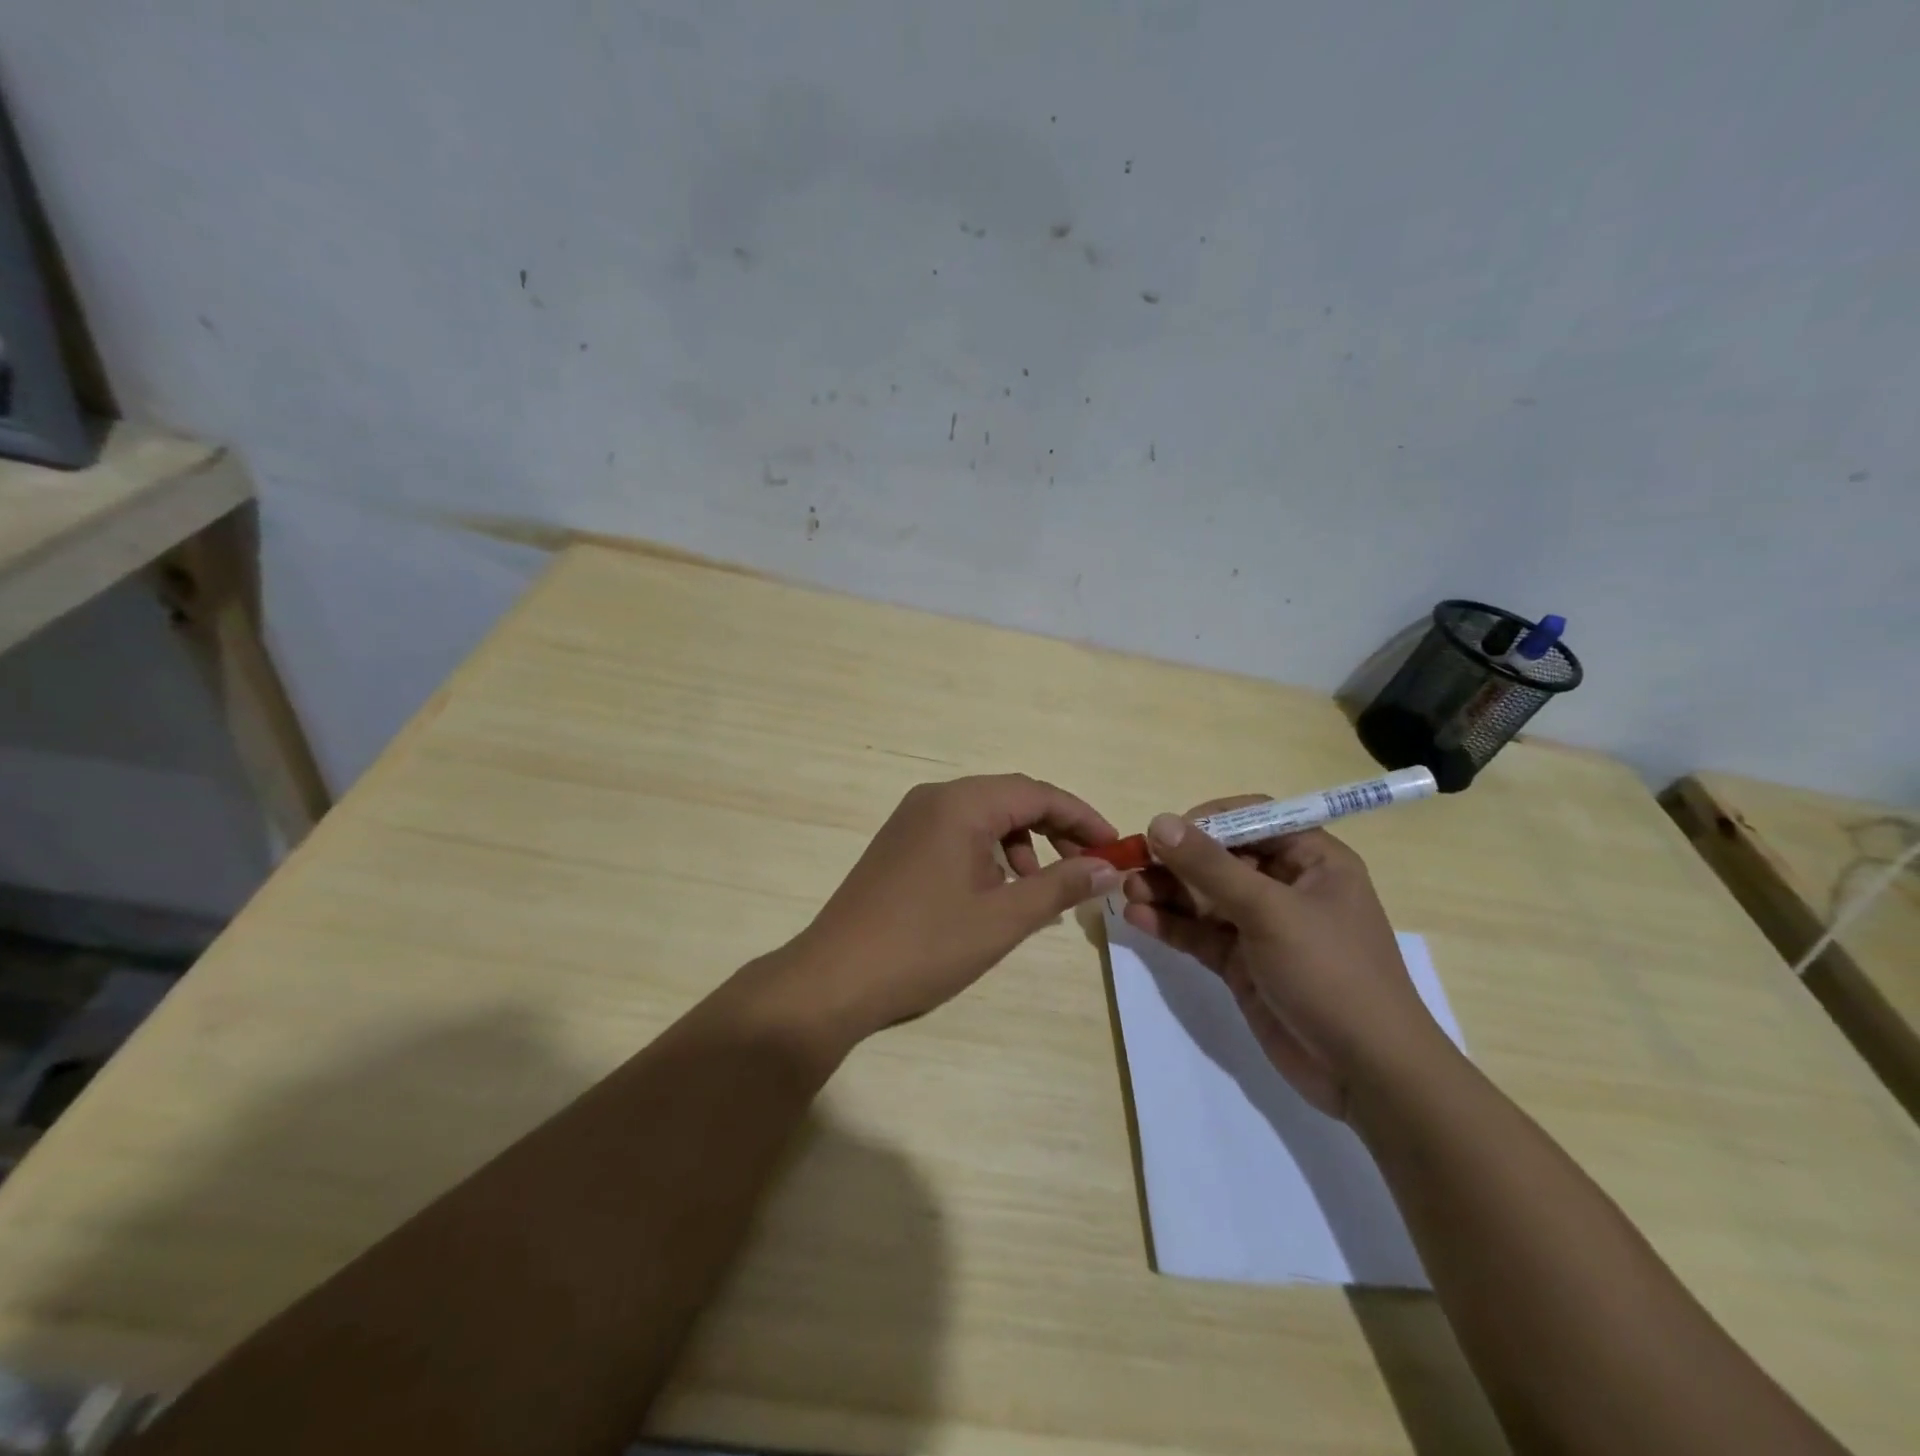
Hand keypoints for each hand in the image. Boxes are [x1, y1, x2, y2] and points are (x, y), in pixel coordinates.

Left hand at [774, 775, 1122, 1048]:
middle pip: (1011, 799)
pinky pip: (957, 833)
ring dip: (1021, 843)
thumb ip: (1060, 886)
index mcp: (961, 804)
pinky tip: (995, 892)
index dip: (1082, 817)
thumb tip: (1107, 867)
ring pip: (984, 816)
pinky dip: (988, 853)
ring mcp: (910, 819)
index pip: (1037, 793)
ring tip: (1038, 888)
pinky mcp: (898, 844)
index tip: (1114, 847)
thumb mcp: (1003, 918)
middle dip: (1054, 829)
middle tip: (1086, 867)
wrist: (834, 977)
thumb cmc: (925, 945)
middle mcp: (934, 799)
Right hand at [1121, 800, 1448, 1118]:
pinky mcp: (1243, 964)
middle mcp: (1287, 887)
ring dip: (1167, 892)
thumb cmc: (1331, 973)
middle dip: (1177, 860)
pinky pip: (1201, 934)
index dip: (1209, 820)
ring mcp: (1263, 928)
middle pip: (1222, 858)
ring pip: (1205, 897)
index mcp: (1313, 861)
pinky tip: (1138, 919)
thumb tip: (1159, 822)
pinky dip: (1171, 925)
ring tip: (1127, 892)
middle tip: (1133, 864)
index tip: (1166, 832)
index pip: (1254, 818)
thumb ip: (1211, 867)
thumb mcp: (1270, 911)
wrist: (1367, 1073)